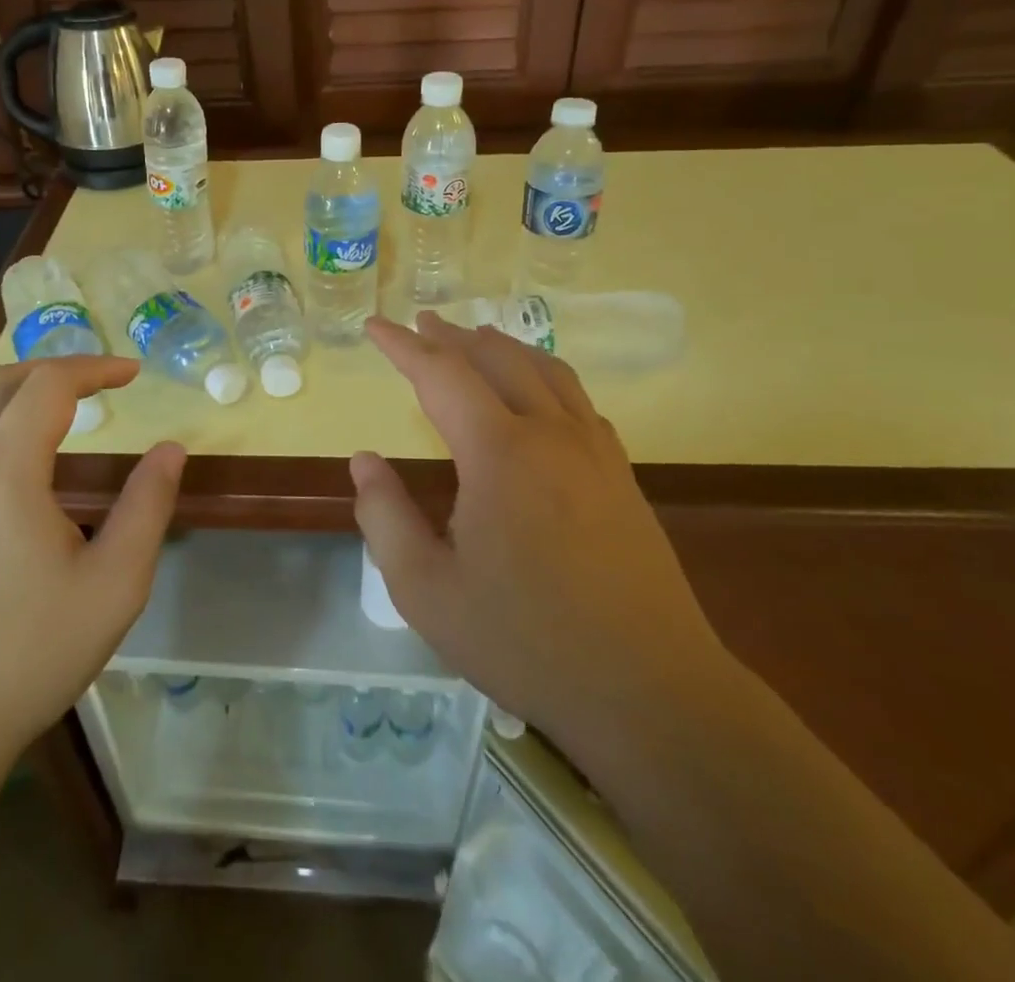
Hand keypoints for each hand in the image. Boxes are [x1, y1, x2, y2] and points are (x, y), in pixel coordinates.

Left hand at [0, 357, 185, 766]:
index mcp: (3, 470)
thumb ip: (147, 507)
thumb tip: (171, 449)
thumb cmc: (27, 657)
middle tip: (96, 384)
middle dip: (52, 370)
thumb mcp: (114, 585)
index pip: (49, 385)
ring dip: (7, 390)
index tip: (132, 373)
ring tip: (46, 408)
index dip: (95, 368)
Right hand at [351, 314, 722, 756]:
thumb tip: (364, 461)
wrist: (650, 690)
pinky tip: (538, 394)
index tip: (374, 325)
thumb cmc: (525, 641)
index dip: (403, 345)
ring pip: (545, 370)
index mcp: (499, 452)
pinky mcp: (622, 476)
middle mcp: (549, 433)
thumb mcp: (426, 590)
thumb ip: (384, 517)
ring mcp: (595, 451)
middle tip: (421, 323)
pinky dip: (544, 376)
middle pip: (496, 358)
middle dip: (452, 336)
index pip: (441, 374)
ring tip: (475, 338)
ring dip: (502, 347)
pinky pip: (577, 400)